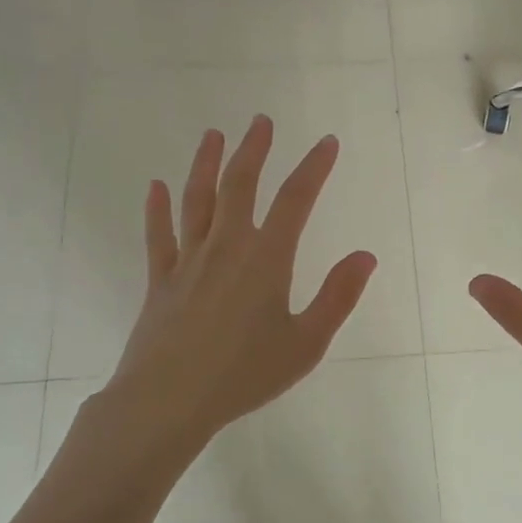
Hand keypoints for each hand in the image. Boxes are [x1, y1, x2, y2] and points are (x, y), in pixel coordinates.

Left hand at [99, 115, 375, 453]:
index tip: (326, 142)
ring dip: (206, 164)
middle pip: (240, 185)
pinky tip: (156, 186)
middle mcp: (226, 247)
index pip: (295, 200)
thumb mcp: (306, 343)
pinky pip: (158, 236)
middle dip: (254, 150)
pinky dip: (157, 208)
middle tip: (261, 121)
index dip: (314, 168)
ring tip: (213, 136)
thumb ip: (337, 297)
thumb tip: (365, 256)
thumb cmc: (245, 374)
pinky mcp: (160, 280)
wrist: (169, 400)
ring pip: (197, 200)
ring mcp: (188, 261)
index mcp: (266, 259)